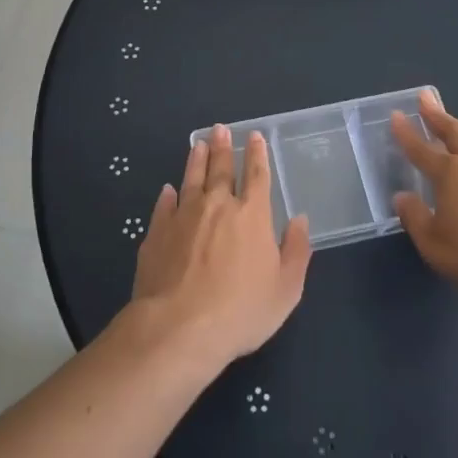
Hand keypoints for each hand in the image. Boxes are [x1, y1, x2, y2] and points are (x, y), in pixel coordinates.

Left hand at [128, 125, 311, 369]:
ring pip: (192, 179)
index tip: (254, 136)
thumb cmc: (240, 311)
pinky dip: (168, 195)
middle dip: (224, 147)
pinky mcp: (157, 233)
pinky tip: (168, 190)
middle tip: (220, 129)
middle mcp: (217, 206)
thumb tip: (300, 220)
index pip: (257, 176)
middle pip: (222, 170)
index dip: (257, 154)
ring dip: (197, 160)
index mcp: (252, 216)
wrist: (179, 328)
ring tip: (198, 144)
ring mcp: (183, 216)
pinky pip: (164, 206)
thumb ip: (296, 252)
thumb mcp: (285, 290)